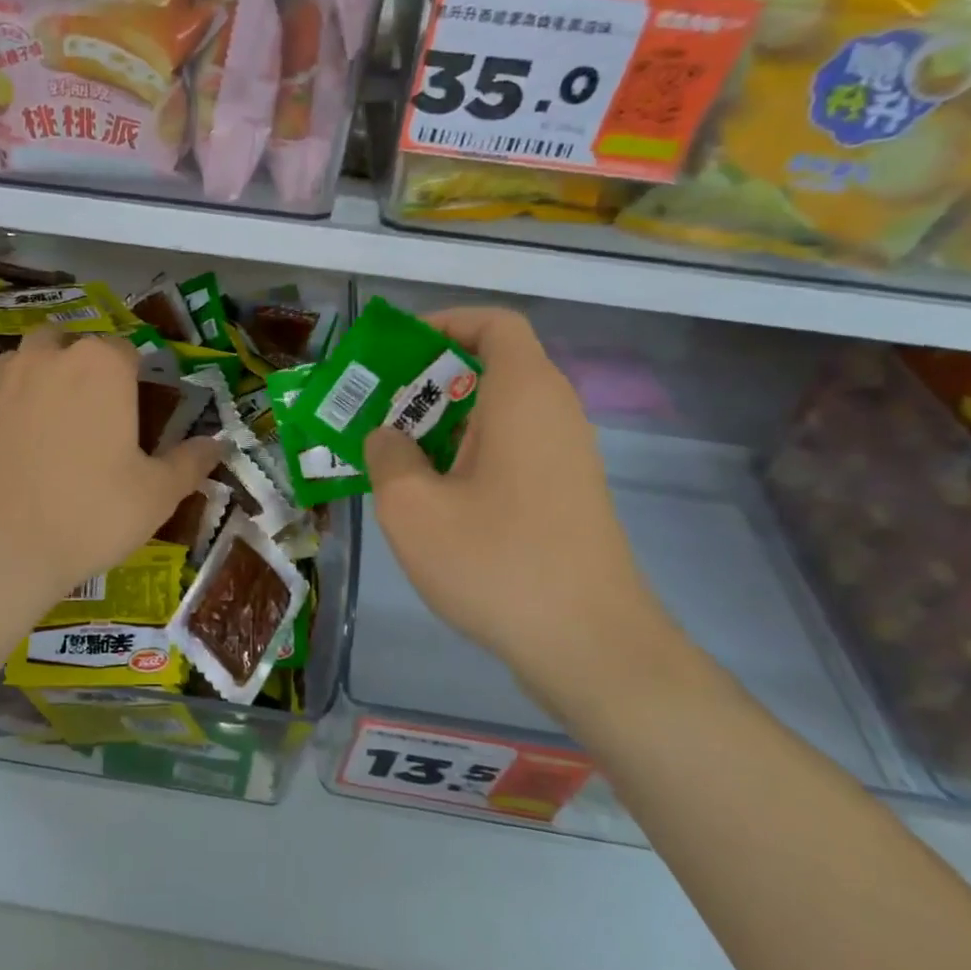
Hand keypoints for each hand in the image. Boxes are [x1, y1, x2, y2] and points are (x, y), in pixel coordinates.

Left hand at [0, 328, 218, 611]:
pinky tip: (14, 448)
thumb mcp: (156, 494)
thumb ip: (191, 462)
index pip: (126, 351)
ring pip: (28, 361)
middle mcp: (48, 357)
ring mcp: (0, 379)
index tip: (135, 415)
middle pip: (72, 344)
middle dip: (84, 367)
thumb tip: (218, 445)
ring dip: (43, 378)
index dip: (135, 379)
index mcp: (101, 365)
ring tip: (52, 427)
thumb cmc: (89, 514)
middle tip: (94, 417)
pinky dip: (9, 408)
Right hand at [364, 307, 673, 715]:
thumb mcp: (412, 507)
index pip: (495, 324)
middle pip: (493, 367)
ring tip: (395, 454)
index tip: (399, 353)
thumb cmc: (497, 561)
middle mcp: (554, 413)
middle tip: (380, 409)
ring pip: (499, 413)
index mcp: (524, 396)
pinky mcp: (567, 494)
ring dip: (444, 422)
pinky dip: (468, 454)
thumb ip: (387, 455)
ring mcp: (567, 457)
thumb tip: (388, 439)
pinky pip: (512, 449)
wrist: (590, 646)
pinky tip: (433, 496)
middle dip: (430, 380)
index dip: (445, 323)